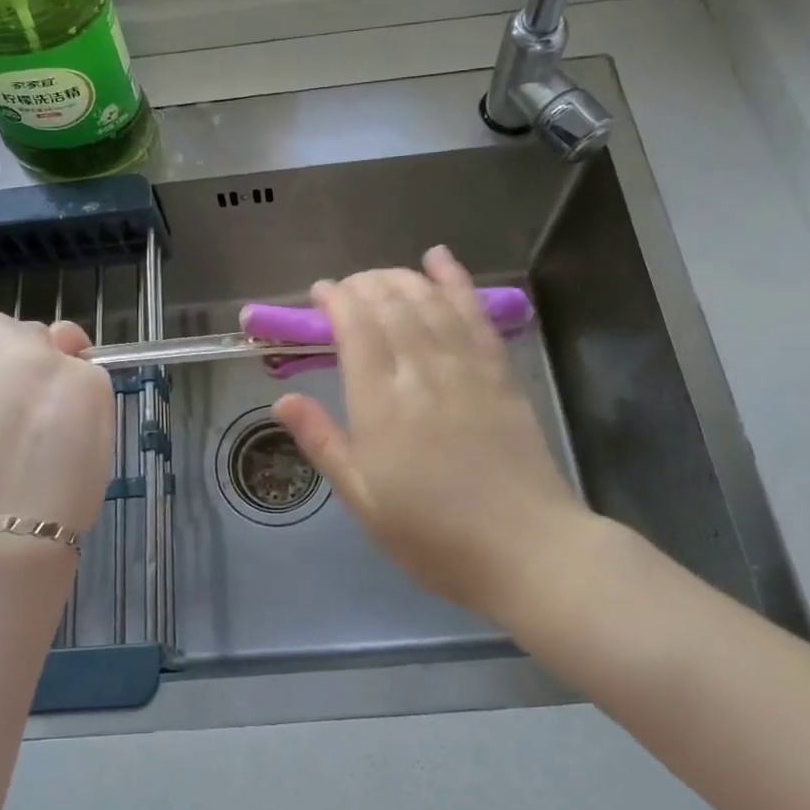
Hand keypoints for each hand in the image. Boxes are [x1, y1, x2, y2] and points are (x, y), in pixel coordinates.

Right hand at [274, 247, 593, 615]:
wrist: (527, 551)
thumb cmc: (433, 535)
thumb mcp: (363, 499)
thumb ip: (323, 442)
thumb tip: (282, 399)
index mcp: (381, 404)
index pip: (355, 328)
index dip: (335, 300)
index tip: (320, 294)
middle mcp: (421, 372)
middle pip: (390, 305)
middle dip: (363, 285)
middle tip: (346, 290)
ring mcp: (466, 368)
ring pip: (427, 301)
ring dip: (400, 278)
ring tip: (380, 276)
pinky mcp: (499, 372)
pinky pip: (474, 314)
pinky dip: (455, 281)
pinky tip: (439, 258)